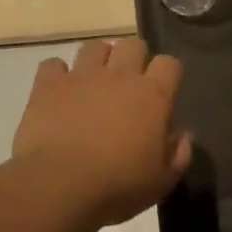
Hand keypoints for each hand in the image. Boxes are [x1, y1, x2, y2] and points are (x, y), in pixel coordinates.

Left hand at [13, 37, 191, 228]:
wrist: (59, 186)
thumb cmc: (117, 187)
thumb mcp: (161, 182)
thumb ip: (179, 154)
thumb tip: (183, 135)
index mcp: (153, 95)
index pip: (169, 63)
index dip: (167, 74)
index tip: (163, 91)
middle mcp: (120, 75)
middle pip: (133, 44)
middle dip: (133, 58)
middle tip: (128, 85)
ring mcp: (82, 75)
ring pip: (94, 47)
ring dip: (97, 60)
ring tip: (93, 83)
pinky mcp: (49, 84)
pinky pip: (53, 64)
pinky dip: (57, 74)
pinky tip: (58, 92)